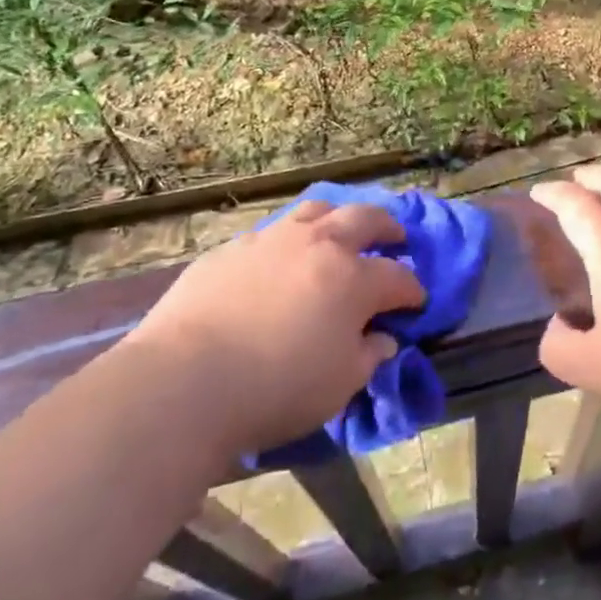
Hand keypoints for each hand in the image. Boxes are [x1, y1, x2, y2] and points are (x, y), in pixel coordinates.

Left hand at [124, 200, 426, 458]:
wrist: (184, 382)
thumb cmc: (275, 389)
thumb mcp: (339, 386)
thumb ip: (368, 356)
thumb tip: (383, 339)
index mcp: (353, 279)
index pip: (398, 278)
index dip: (413, 290)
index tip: (417, 301)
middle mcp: (319, 245)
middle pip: (365, 220)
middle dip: (387, 228)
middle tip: (396, 239)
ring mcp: (272, 240)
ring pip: (316, 210)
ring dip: (338, 218)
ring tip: (340, 230)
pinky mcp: (232, 249)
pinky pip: (271, 231)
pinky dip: (290, 238)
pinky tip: (282, 258)